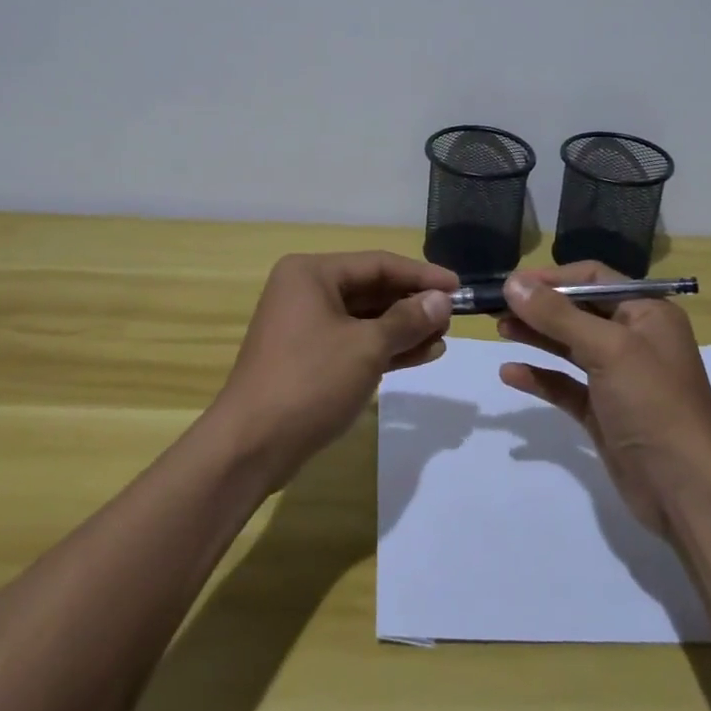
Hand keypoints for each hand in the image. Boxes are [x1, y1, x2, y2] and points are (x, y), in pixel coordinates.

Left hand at [211, 251, 456, 485]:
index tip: (459, 287)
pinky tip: (422, 354)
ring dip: (404, 329)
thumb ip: (408, 320)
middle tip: (453, 318)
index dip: (422, 275)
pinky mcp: (309, 358)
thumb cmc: (309, 382)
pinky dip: (386, 348)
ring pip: (366, 319)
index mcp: (312, 274)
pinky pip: (355, 342)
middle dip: (413, 305)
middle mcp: (306, 291)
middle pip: (372, 289)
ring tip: (443, 339)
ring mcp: (305, 326)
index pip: (378, 264)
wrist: (251, 446)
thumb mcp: (367, 347)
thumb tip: (442, 300)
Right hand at [497, 262, 710, 534]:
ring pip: (569, 345)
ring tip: (499, 328)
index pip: (594, 278)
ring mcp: (618, 377)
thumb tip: (513, 282)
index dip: (553, 278)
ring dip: (536, 335)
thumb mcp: (608, 349)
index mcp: (647, 313)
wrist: (686, 492)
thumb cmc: (653, 404)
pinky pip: (566, 385)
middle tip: (496, 305)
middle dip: (539, 307)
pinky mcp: (603, 412)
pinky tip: (510, 374)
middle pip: (578, 310)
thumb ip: (558, 315)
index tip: (511, 282)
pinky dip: (540, 376)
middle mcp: (634, 339)